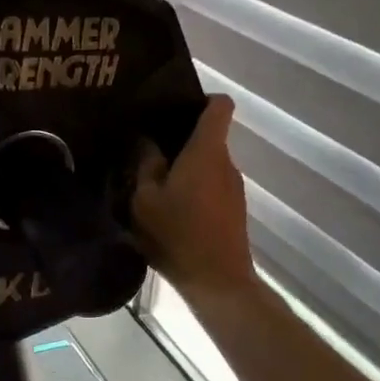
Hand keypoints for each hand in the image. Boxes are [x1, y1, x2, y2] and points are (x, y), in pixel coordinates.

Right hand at [132, 95, 254, 299]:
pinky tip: (171, 213)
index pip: (220, 105)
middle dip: (181, 142)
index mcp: (206, 151)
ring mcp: (234, 188)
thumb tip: (146, 141)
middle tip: (147, 154)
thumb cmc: (177, 234)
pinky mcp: (233, 211)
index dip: (200, 100)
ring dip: (185, 172)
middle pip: (209, 138)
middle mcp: (226, 163)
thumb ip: (146, 165)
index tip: (173, 111)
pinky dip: (194, 192)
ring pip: (208, 166)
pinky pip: (212, 188)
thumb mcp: (145, 200)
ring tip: (155, 188)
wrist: (216, 281)